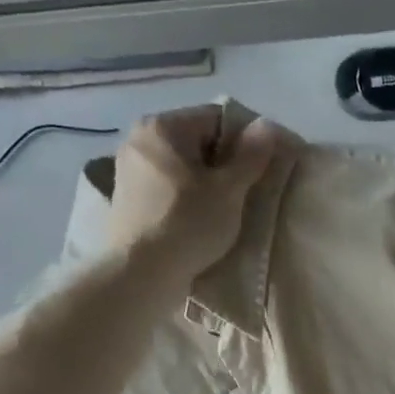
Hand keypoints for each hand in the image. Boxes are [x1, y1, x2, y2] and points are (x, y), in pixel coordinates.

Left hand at [109, 106, 279, 277]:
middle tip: (244, 195)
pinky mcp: (126, 200)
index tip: (260, 172)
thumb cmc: (188, 224)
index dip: (245, 142)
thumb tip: (268, 125)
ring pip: (182, 167)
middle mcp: (139, 139)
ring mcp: (128, 170)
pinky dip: (185, 198)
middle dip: (224, 164)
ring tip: (223, 212)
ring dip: (205, 183)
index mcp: (162, 126)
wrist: (140, 274)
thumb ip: (251, 155)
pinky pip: (167, 188)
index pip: (216, 119)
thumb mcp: (229, 190)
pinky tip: (197, 222)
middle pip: (197, 142)